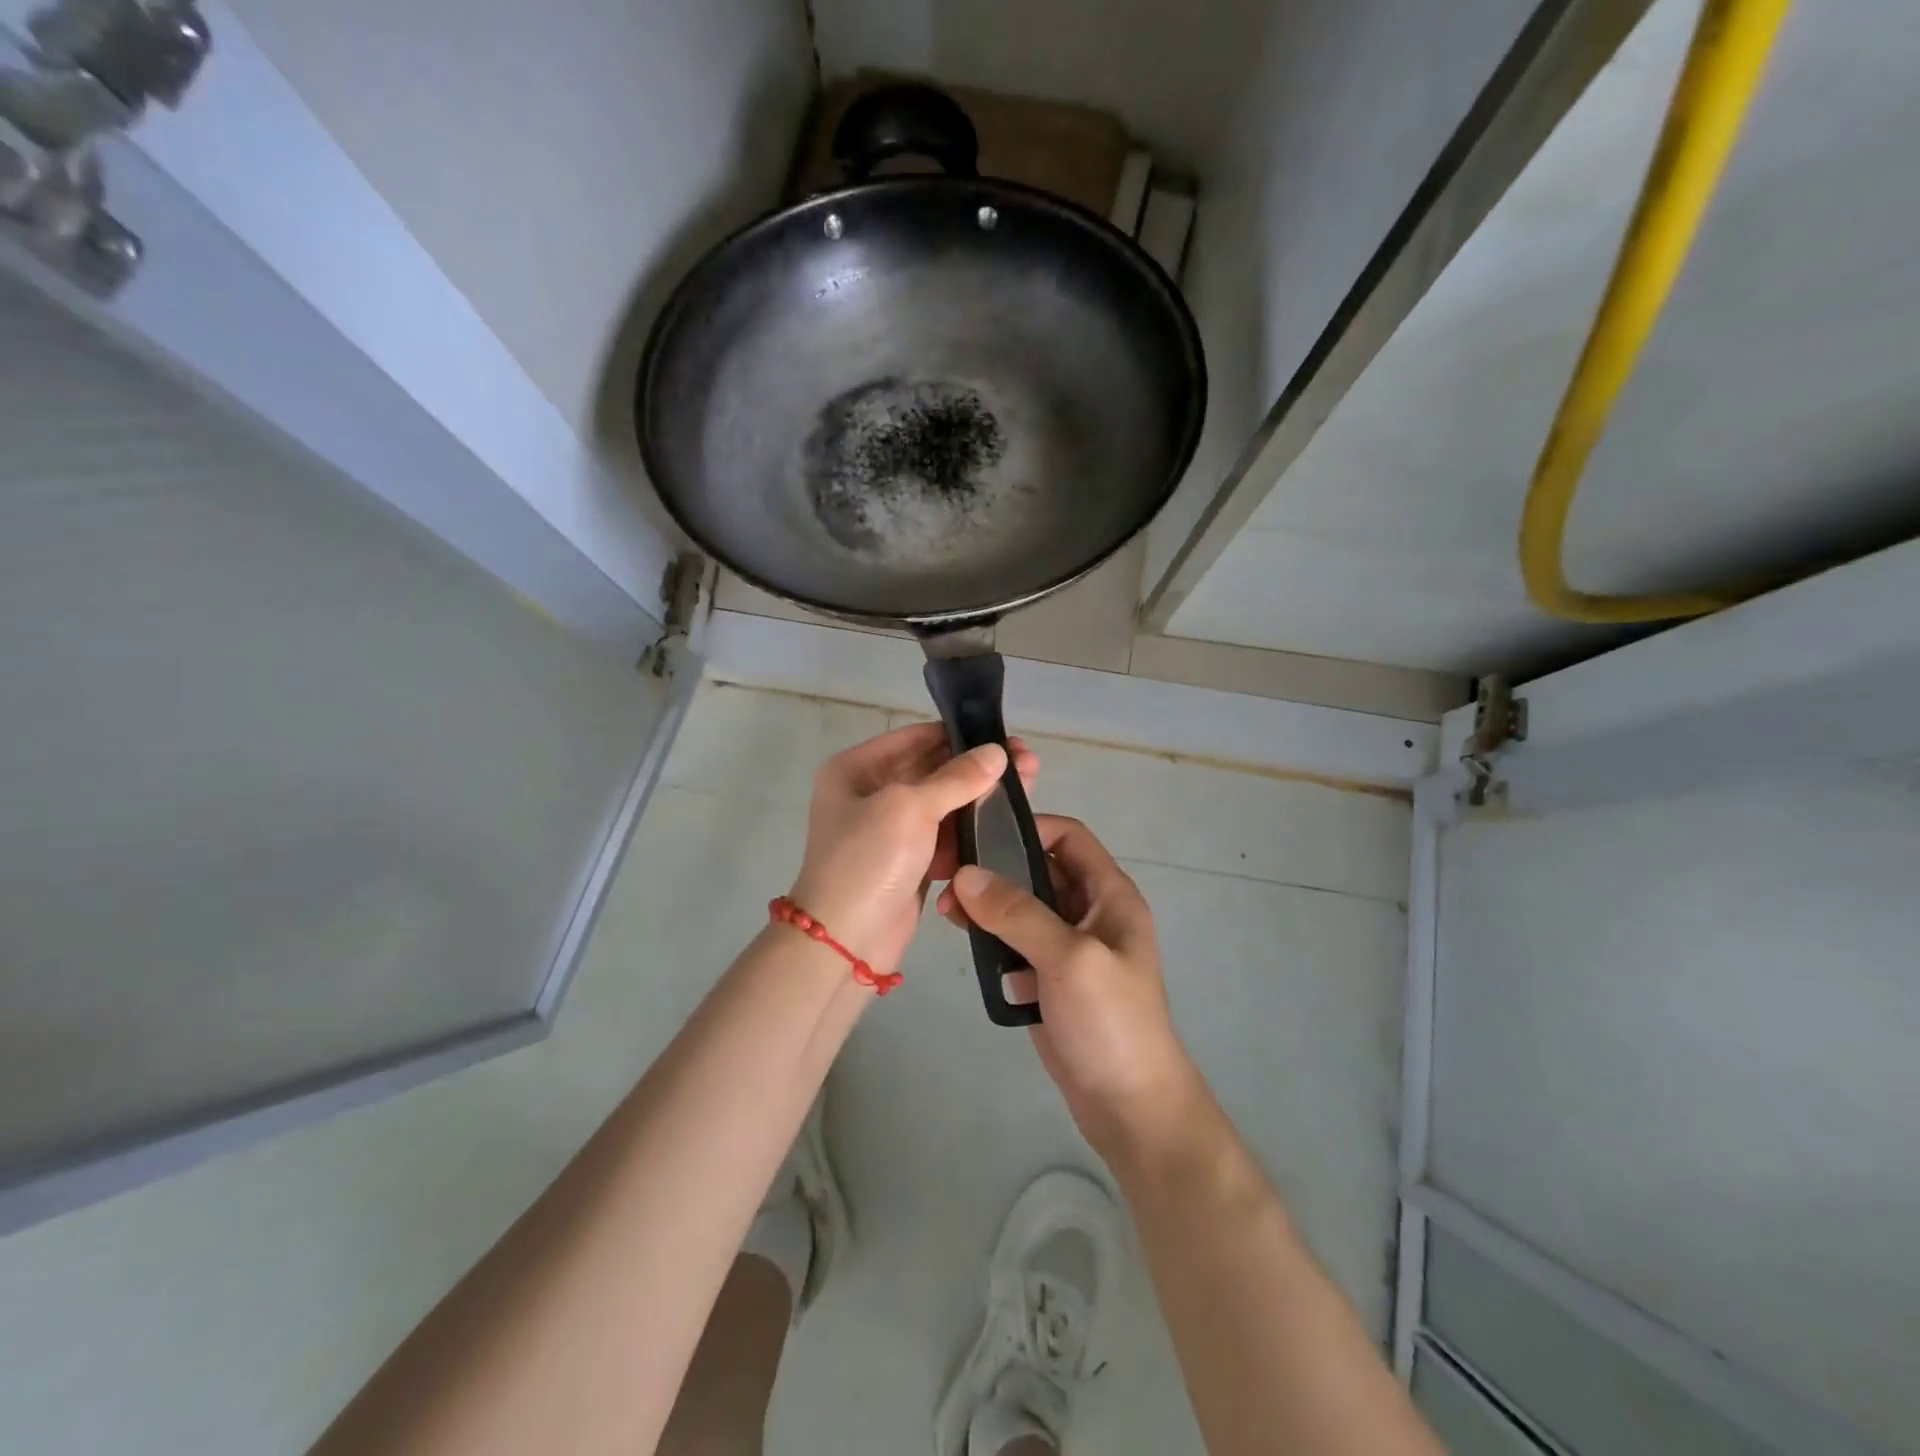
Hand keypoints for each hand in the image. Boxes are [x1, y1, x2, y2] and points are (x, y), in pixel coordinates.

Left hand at [790, 723, 1038, 975]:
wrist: (845, 942)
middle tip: (1027, 762)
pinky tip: (1007, 824)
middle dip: (979, 768)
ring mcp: (891, 831)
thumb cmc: (869, 861)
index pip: (916, 739)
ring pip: (945, 806)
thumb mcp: (909, 808)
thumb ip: (956, 778)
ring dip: (981, 799)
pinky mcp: (910, 863)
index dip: (960, 736)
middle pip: (934, 771)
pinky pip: (945, 838)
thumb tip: (997, 752)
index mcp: (858, 769)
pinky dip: (971, 833)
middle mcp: (872, 794)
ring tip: (1028, 787)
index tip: (1004, 737)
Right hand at [940, 817, 1202, 1160]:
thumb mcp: (1069, 957)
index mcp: (1109, 895)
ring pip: (1022, 907)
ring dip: (988, 904)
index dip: (1029, 827)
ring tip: (947, 912)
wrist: (1130, 1106)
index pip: (1069, 837)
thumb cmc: (1111, 1021)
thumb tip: (965, 874)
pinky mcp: (1048, 978)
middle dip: (997, 868)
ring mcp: (1067, 947)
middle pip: (1040, 870)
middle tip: (949, 875)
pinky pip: (1015, 943)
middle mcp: (1089, 913)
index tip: (980, 833)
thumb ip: (1018, 913)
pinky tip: (964, 940)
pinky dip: (991, 937)